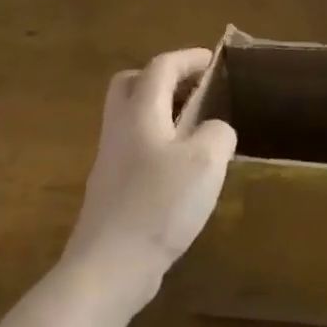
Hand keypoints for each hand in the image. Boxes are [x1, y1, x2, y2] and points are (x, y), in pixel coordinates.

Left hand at [62, 48, 237, 309]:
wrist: (109, 268)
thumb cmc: (159, 205)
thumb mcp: (205, 162)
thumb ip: (217, 133)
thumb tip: (215, 131)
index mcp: (140, 112)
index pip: (161, 66)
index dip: (188, 58)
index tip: (213, 61)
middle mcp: (119, 128)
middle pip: (132, 84)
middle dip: (162, 78)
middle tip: (193, 90)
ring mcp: (110, 160)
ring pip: (131, 118)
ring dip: (160, 112)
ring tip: (195, 129)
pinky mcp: (111, 190)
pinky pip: (133, 148)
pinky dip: (156, 142)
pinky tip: (180, 169)